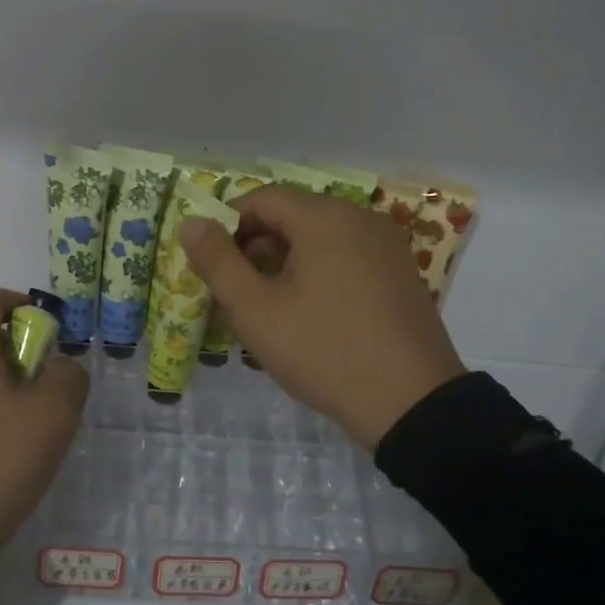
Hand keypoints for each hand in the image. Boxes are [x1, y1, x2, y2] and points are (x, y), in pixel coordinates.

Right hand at [181, 188, 464, 449]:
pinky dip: (316, 276)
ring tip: (267, 312)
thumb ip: (217, 261)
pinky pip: (345, 259)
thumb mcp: (256, 310)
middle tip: (234, 296)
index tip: (211, 266)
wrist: (412, 404)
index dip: (226, 226)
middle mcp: (359, 218)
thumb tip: (191, 222)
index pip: (261, 199)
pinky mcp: (400, 273)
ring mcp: (386, 246)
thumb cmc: (324, 350)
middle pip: (291, 218)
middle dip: (254, 250)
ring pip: (317, 241)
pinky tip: (308, 317)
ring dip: (283, 266)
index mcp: (324, 217)